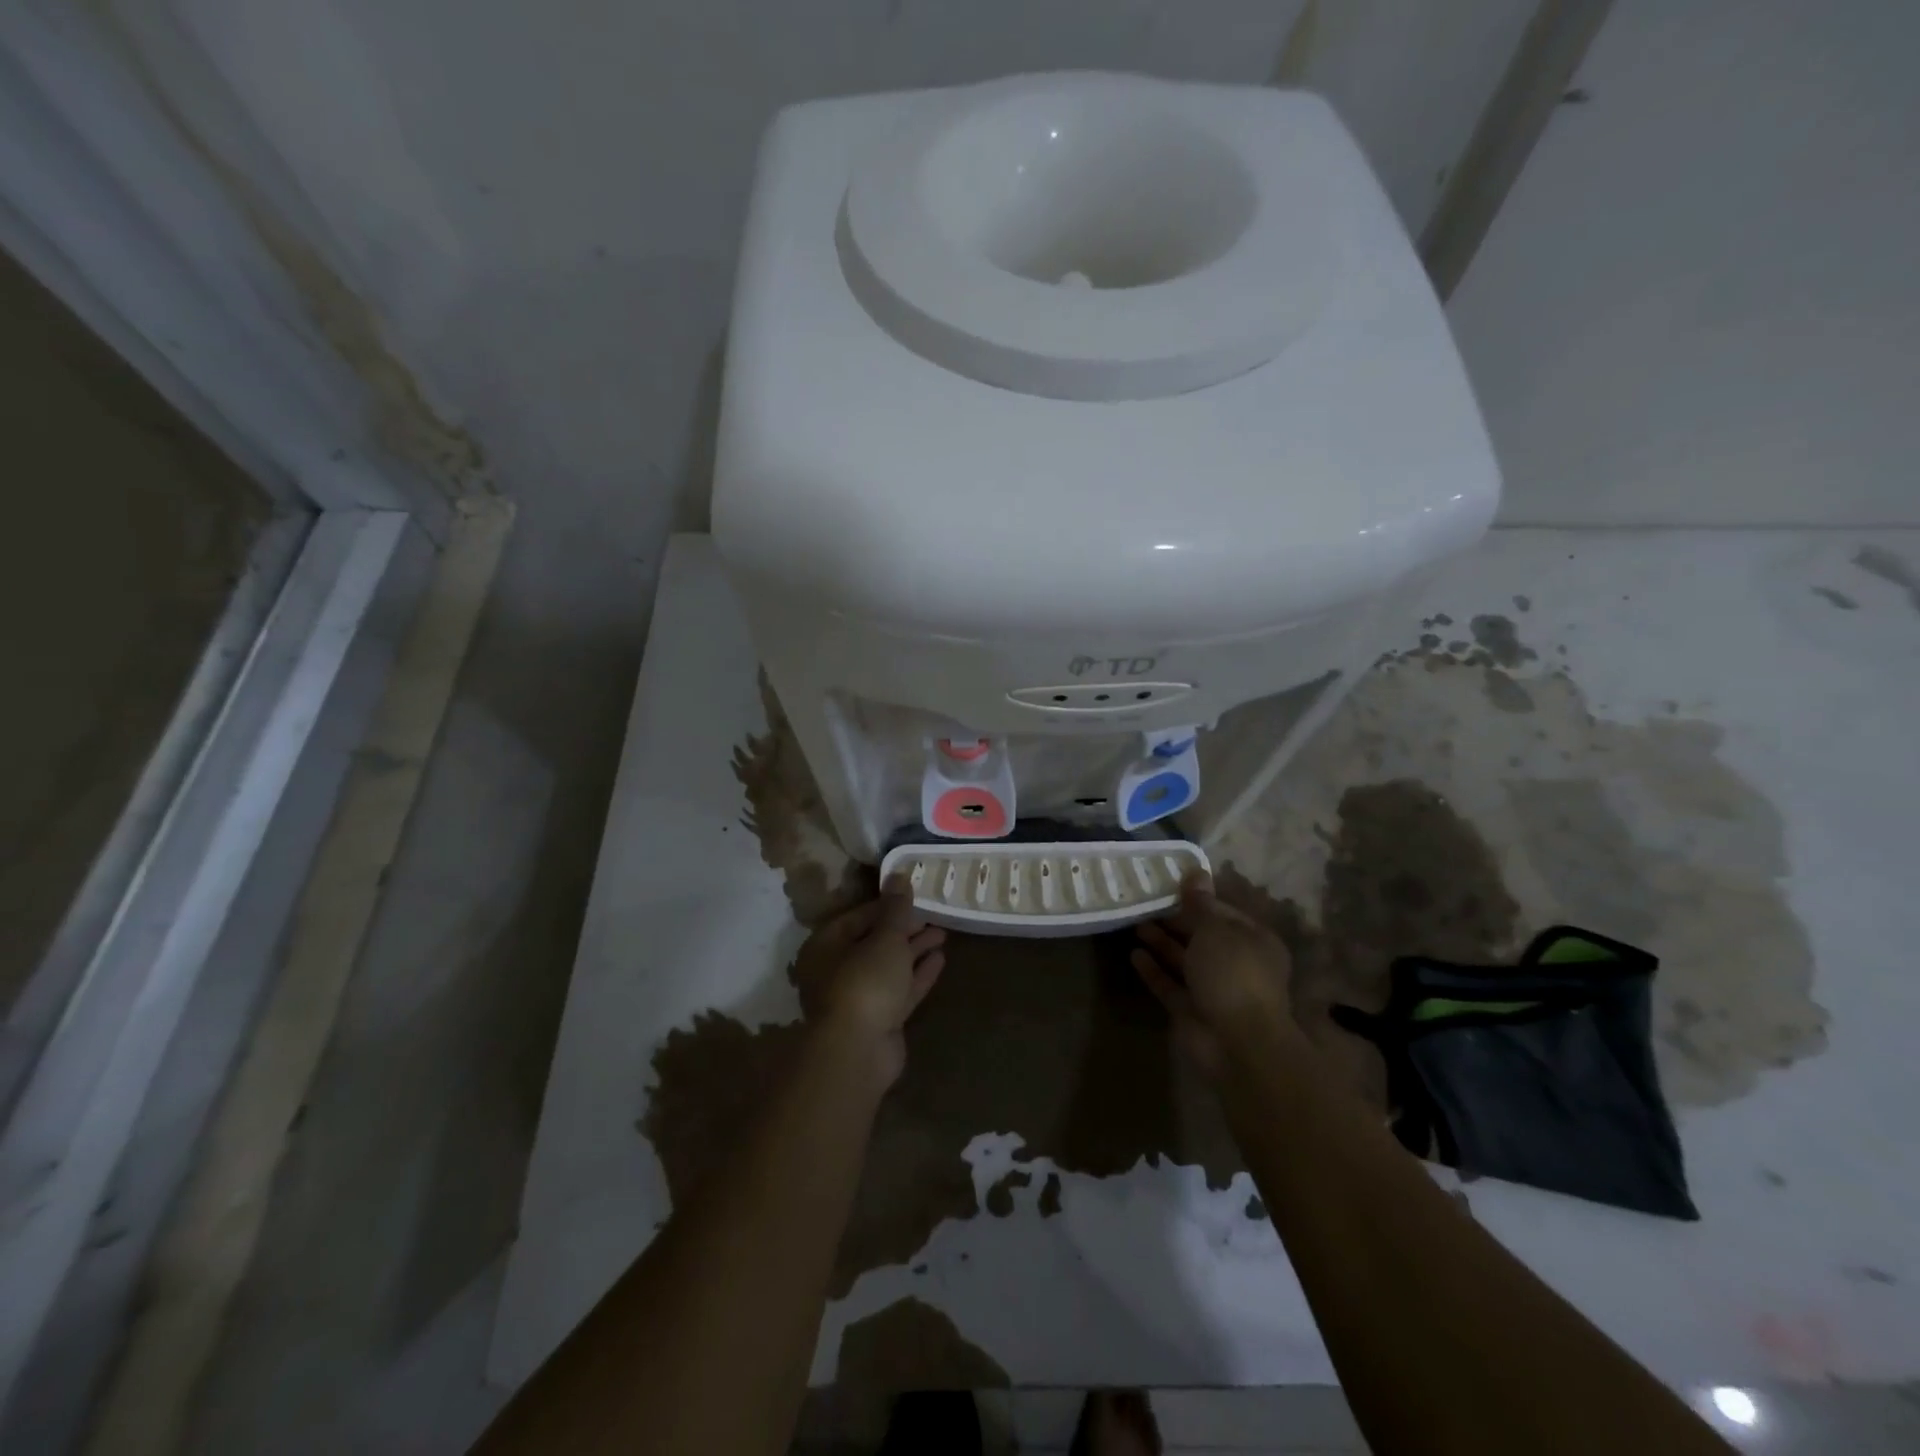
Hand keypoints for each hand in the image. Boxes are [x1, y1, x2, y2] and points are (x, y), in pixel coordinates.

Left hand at [792, 883, 946, 1085]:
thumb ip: (896, 907)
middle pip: (874, 942)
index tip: (914, 896)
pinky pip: (900, 990)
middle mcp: (838, 969)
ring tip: (943, 933)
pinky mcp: (879, 1019)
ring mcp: (859, 997)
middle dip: (904, 928)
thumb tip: (899, 873)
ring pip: (890, 967)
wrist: (859, 1051)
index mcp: (827, 945)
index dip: (888, 905)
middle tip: (934, 914)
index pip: (859, 916)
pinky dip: (918, 974)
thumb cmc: (865, 982)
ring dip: (914, 950)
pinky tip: (940, 959)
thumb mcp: (885, 937)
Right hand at [1132, 872, 1301, 1078]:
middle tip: (1145, 902)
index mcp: (1253, 941)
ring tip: (1135, 923)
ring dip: (1161, 943)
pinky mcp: (1192, 1011)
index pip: (1222, 912)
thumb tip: (1196, 872)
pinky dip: (1154, 971)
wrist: (1237, 1044)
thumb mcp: (1215, 930)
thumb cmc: (1233, 975)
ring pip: (1184, 960)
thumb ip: (1200, 904)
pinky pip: (1170, 985)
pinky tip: (1134, 955)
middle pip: (1201, 936)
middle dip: (1175, 921)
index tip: (1168, 885)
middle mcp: (1235, 963)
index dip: (1196, 898)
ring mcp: (1213, 989)